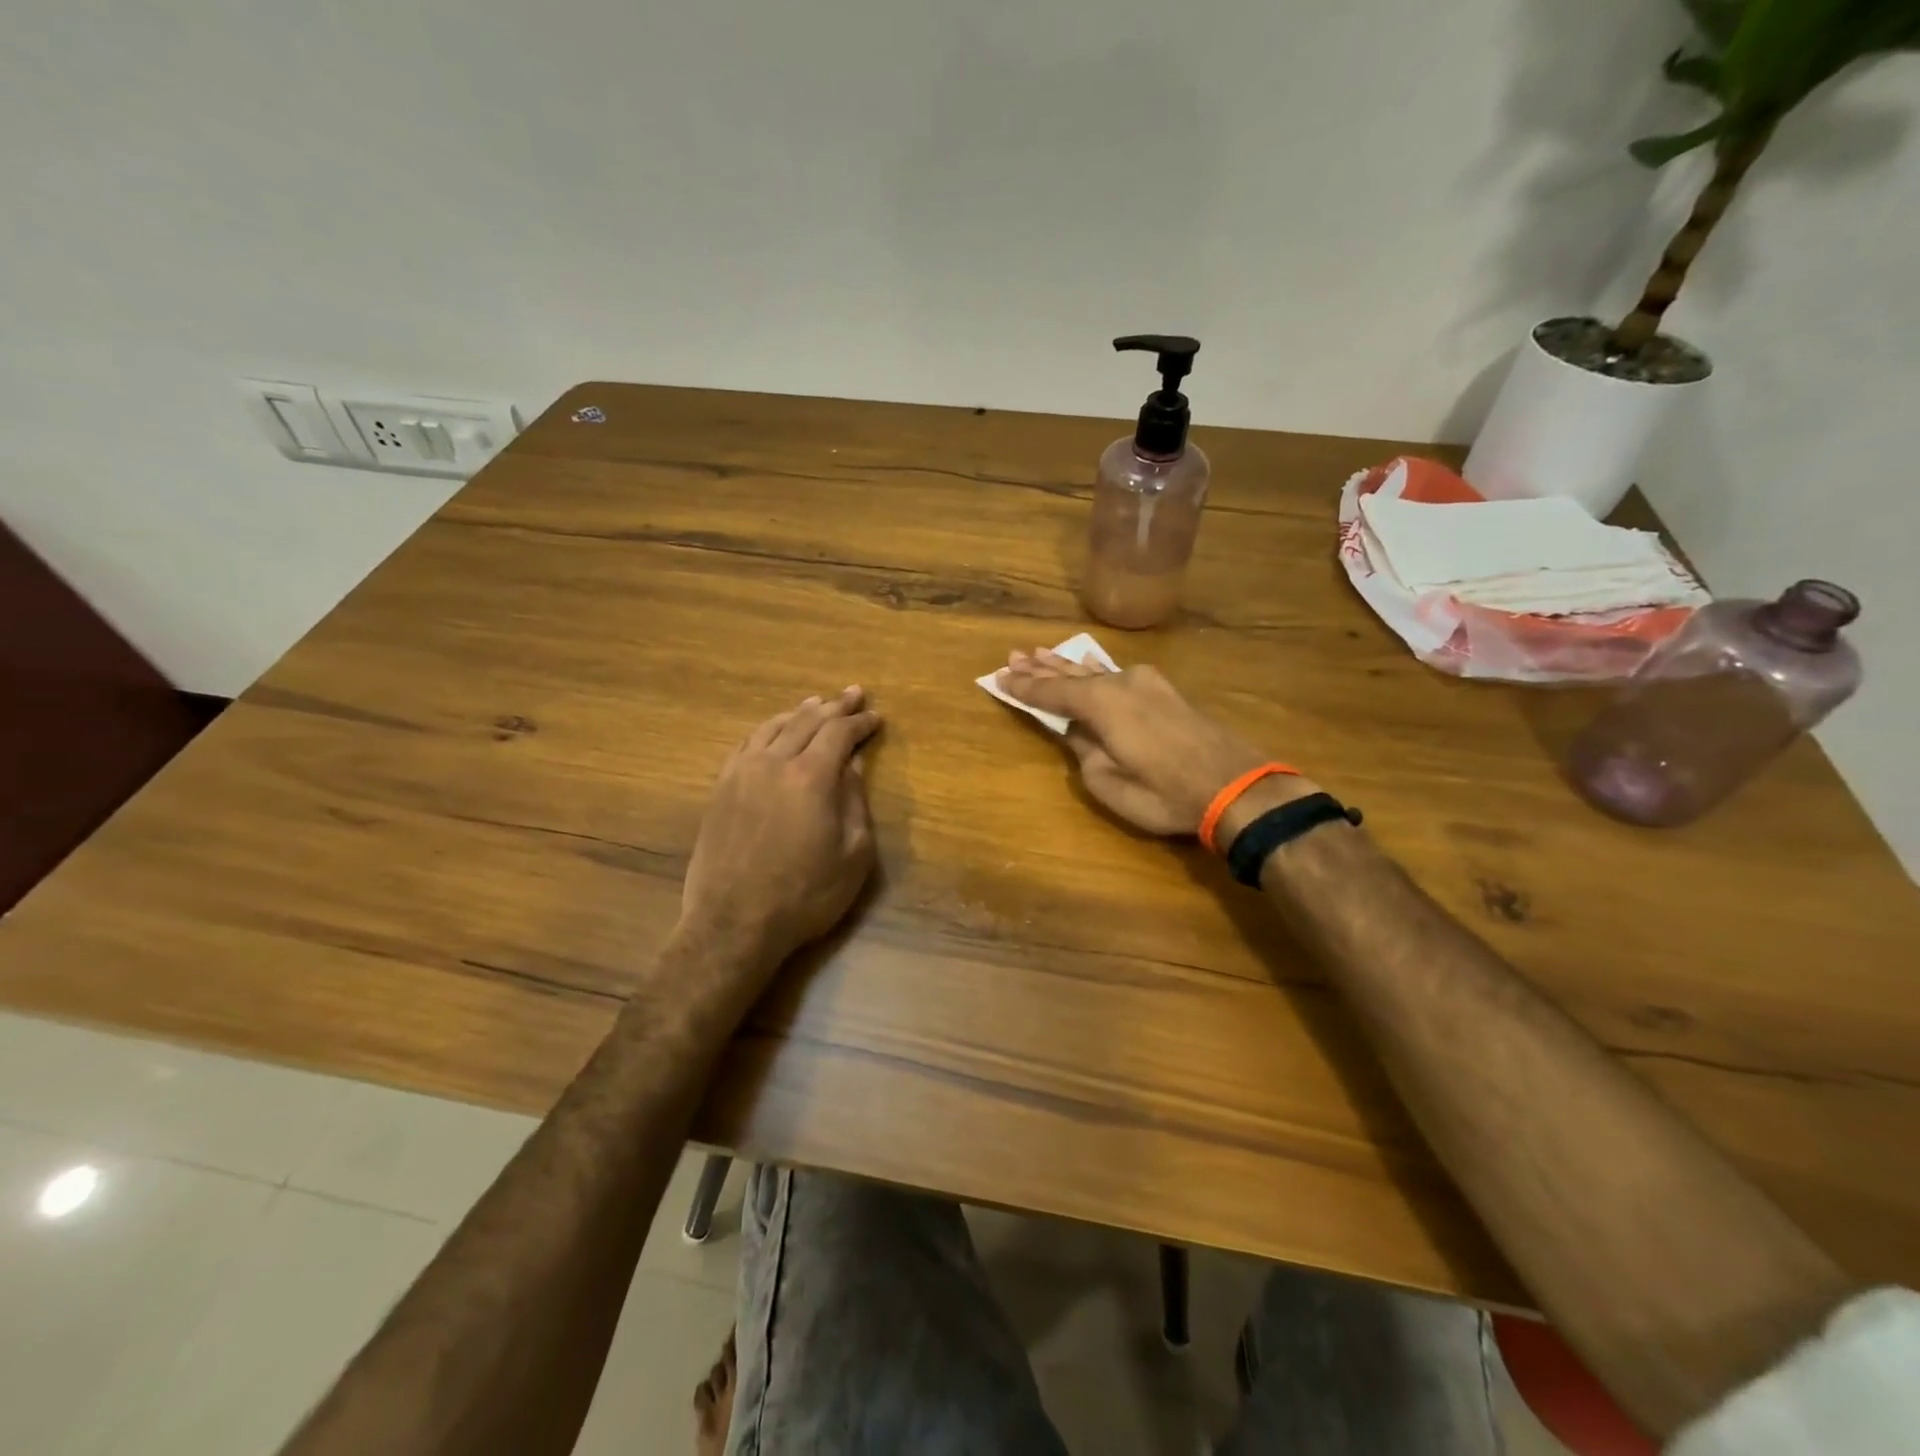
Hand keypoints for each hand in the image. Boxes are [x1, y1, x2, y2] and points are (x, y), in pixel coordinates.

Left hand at [680, 686, 880, 971]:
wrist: (734, 923)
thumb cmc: (805, 895)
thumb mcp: (853, 856)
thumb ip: (855, 803)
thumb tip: (852, 766)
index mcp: (811, 777)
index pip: (839, 733)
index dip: (860, 722)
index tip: (876, 717)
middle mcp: (774, 763)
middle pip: (807, 721)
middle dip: (834, 706)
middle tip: (853, 693)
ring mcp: (742, 773)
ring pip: (773, 727)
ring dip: (799, 712)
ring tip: (816, 703)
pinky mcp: (721, 789)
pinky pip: (746, 744)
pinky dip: (767, 729)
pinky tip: (773, 731)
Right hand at [996, 649, 1318, 841]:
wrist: (1237, 786)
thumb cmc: (1166, 793)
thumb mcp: (1110, 784)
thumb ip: (1085, 752)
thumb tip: (1077, 732)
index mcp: (1102, 704)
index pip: (1052, 691)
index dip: (1024, 687)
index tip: (999, 678)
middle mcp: (1121, 683)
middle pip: (1072, 672)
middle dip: (1042, 666)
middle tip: (1014, 656)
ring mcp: (1147, 684)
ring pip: (1096, 670)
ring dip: (1068, 665)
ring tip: (1042, 653)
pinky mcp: (1166, 693)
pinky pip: (1117, 675)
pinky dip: (1095, 671)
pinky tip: (1090, 665)